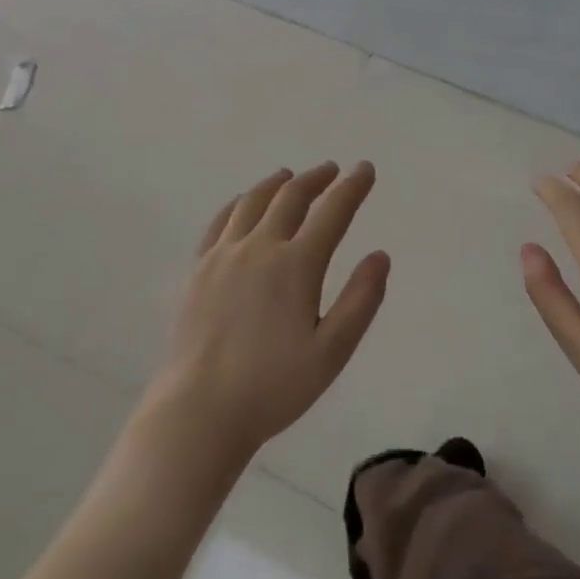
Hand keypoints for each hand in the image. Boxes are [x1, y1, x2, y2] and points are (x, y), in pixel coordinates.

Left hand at [151, 161, 388, 461]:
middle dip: (316, 179)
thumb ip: (360, 301)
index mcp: (296, 265)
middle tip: (332, 170)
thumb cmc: (273, 386)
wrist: (200, 408)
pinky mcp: (199, 269)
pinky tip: (244, 203)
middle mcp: (260, 247)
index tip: (365, 169)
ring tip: (289, 176)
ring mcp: (224, 255)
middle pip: (291, 197)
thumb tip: (380, 256)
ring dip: (277, 183)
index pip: (332, 212)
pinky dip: (239, 203)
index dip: (352, 187)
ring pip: (253, 202)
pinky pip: (221, 221)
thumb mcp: (332, 351)